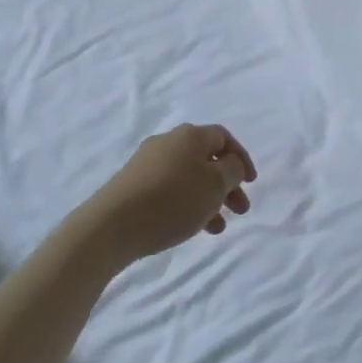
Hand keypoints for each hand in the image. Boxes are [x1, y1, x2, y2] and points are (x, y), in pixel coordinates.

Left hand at [88, 124, 256, 260]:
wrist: (109, 226)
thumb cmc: (171, 201)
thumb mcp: (215, 184)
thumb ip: (232, 170)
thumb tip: (231, 163)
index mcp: (190, 135)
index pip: (224, 138)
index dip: (241, 158)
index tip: (251, 183)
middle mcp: (168, 142)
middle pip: (206, 158)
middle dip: (227, 184)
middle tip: (239, 210)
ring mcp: (146, 163)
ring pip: (189, 177)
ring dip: (207, 198)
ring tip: (216, 227)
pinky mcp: (132, 185)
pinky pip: (169, 189)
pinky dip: (186, 204)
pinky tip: (189, 226)